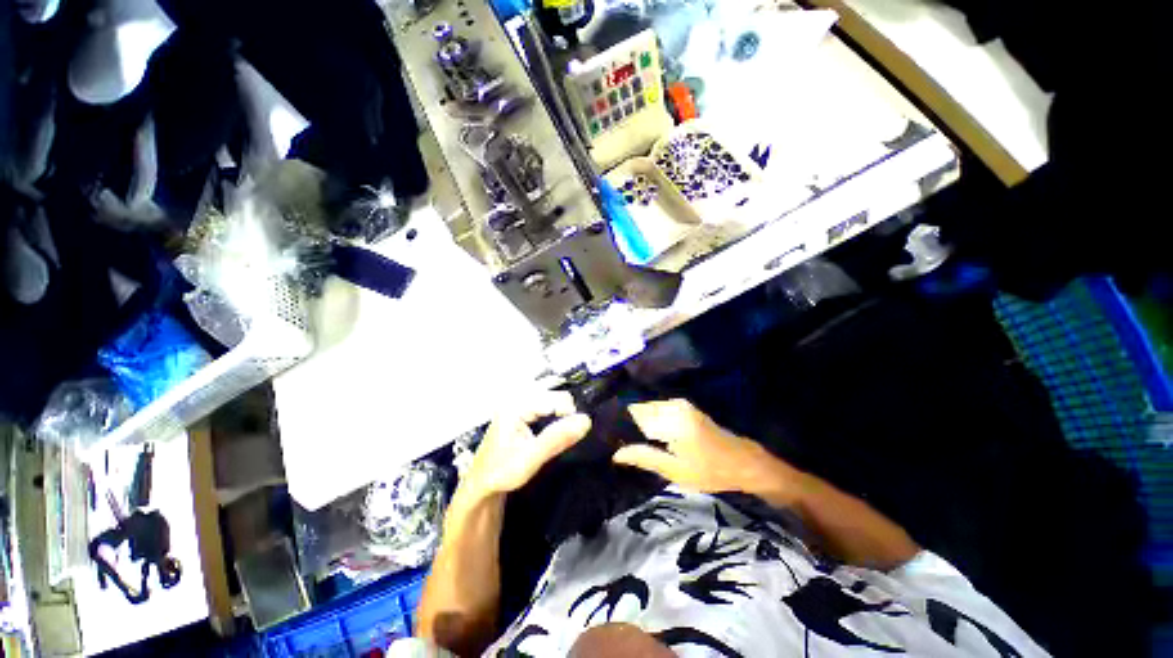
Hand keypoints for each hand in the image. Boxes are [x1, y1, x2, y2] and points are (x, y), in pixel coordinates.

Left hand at [463, 391, 591, 500]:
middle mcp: (518, 398)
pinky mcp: (523, 411)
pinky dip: (555, 418)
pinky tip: (551, 433)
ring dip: (561, 417)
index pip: (556, 398)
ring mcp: (520, 404)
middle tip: (561, 439)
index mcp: (516, 405)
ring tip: (557, 438)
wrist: (481, 486)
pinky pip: (547, 407)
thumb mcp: (530, 458)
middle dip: (565, 415)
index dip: (570, 415)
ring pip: (554, 401)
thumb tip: (586, 420)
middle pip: (556, 396)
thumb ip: (557, 438)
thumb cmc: (500, 473)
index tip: (573, 435)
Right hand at [613, 399, 800, 497]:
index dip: (618, 425)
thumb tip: (616, 453)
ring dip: (637, 423)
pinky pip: (657, 410)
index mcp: (670, 418)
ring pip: (646, 409)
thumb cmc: (710, 470)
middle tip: (616, 443)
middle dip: (627, 424)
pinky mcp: (683, 407)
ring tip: (627, 441)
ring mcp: (679, 404)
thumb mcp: (675, 470)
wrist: (743, 462)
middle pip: (638, 409)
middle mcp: (672, 404)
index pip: (633, 414)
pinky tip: (645, 436)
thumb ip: (644, 457)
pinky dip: (648, 421)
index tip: (607, 438)